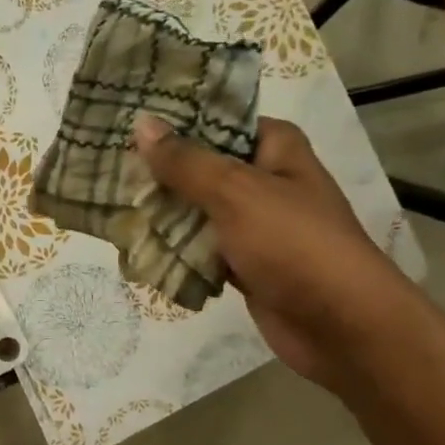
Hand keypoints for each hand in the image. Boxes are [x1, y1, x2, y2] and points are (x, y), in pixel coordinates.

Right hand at [134, 114, 410, 388]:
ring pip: (198, 211)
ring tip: (108, 204)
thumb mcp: (236, 192)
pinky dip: (175, 249)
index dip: (175, 120)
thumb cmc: (293, 243)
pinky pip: (201, 249)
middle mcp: (266, 181)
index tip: (126, 121)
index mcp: (275, 149)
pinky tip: (135, 245)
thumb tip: (142, 124)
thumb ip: (185, 161)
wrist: (340, 324)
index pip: (219, 120)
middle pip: (202, 167)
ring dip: (162, 213)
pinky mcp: (245, 264)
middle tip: (104, 167)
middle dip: (159, 171)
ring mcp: (255, 225)